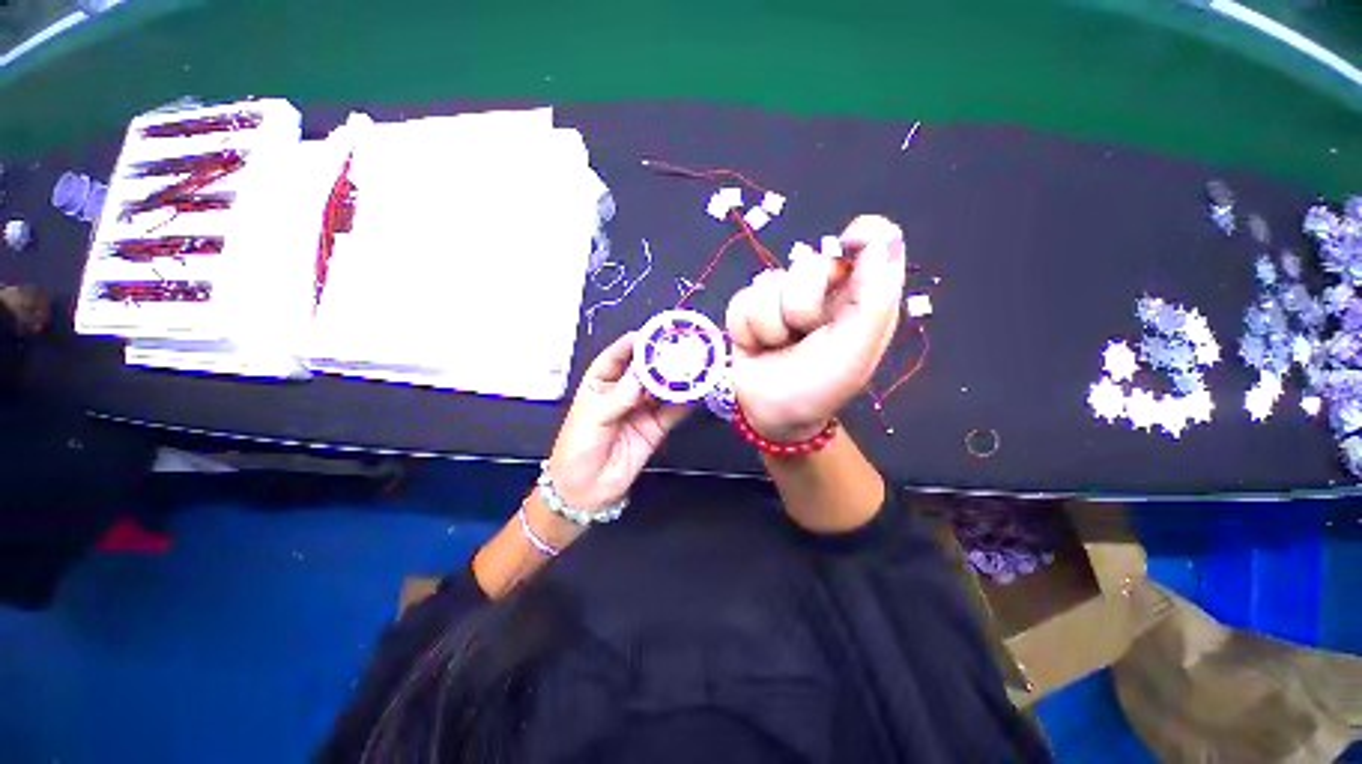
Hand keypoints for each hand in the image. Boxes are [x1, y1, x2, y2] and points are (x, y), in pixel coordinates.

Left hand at [547, 332, 690, 510]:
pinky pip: (673, 411)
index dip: (634, 344)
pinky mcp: (656, 427)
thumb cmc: (577, 449)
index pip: (617, 356)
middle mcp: (624, 391)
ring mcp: (642, 409)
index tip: (653, 335)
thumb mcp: (592, 420)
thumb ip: (618, 398)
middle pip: (645, 370)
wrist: (586, 491)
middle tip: (682, 348)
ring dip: (677, 379)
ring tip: (695, 367)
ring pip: (662, 389)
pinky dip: (685, 402)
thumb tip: (641, 377)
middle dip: (662, 360)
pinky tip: (697, 392)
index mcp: (601, 383)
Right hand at [725, 215, 906, 440]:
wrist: (771, 414)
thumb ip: (873, 297)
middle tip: (803, 337)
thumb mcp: (854, 350)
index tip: (849, 243)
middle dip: (800, 308)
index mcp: (859, 298)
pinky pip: (742, 300)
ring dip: (771, 326)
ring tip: (779, 347)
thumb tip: (884, 236)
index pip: (873, 242)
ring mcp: (781, 298)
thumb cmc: (818, 388)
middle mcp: (823, 292)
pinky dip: (748, 329)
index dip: (863, 236)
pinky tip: (757, 346)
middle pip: (807, 265)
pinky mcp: (749, 308)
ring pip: (769, 284)